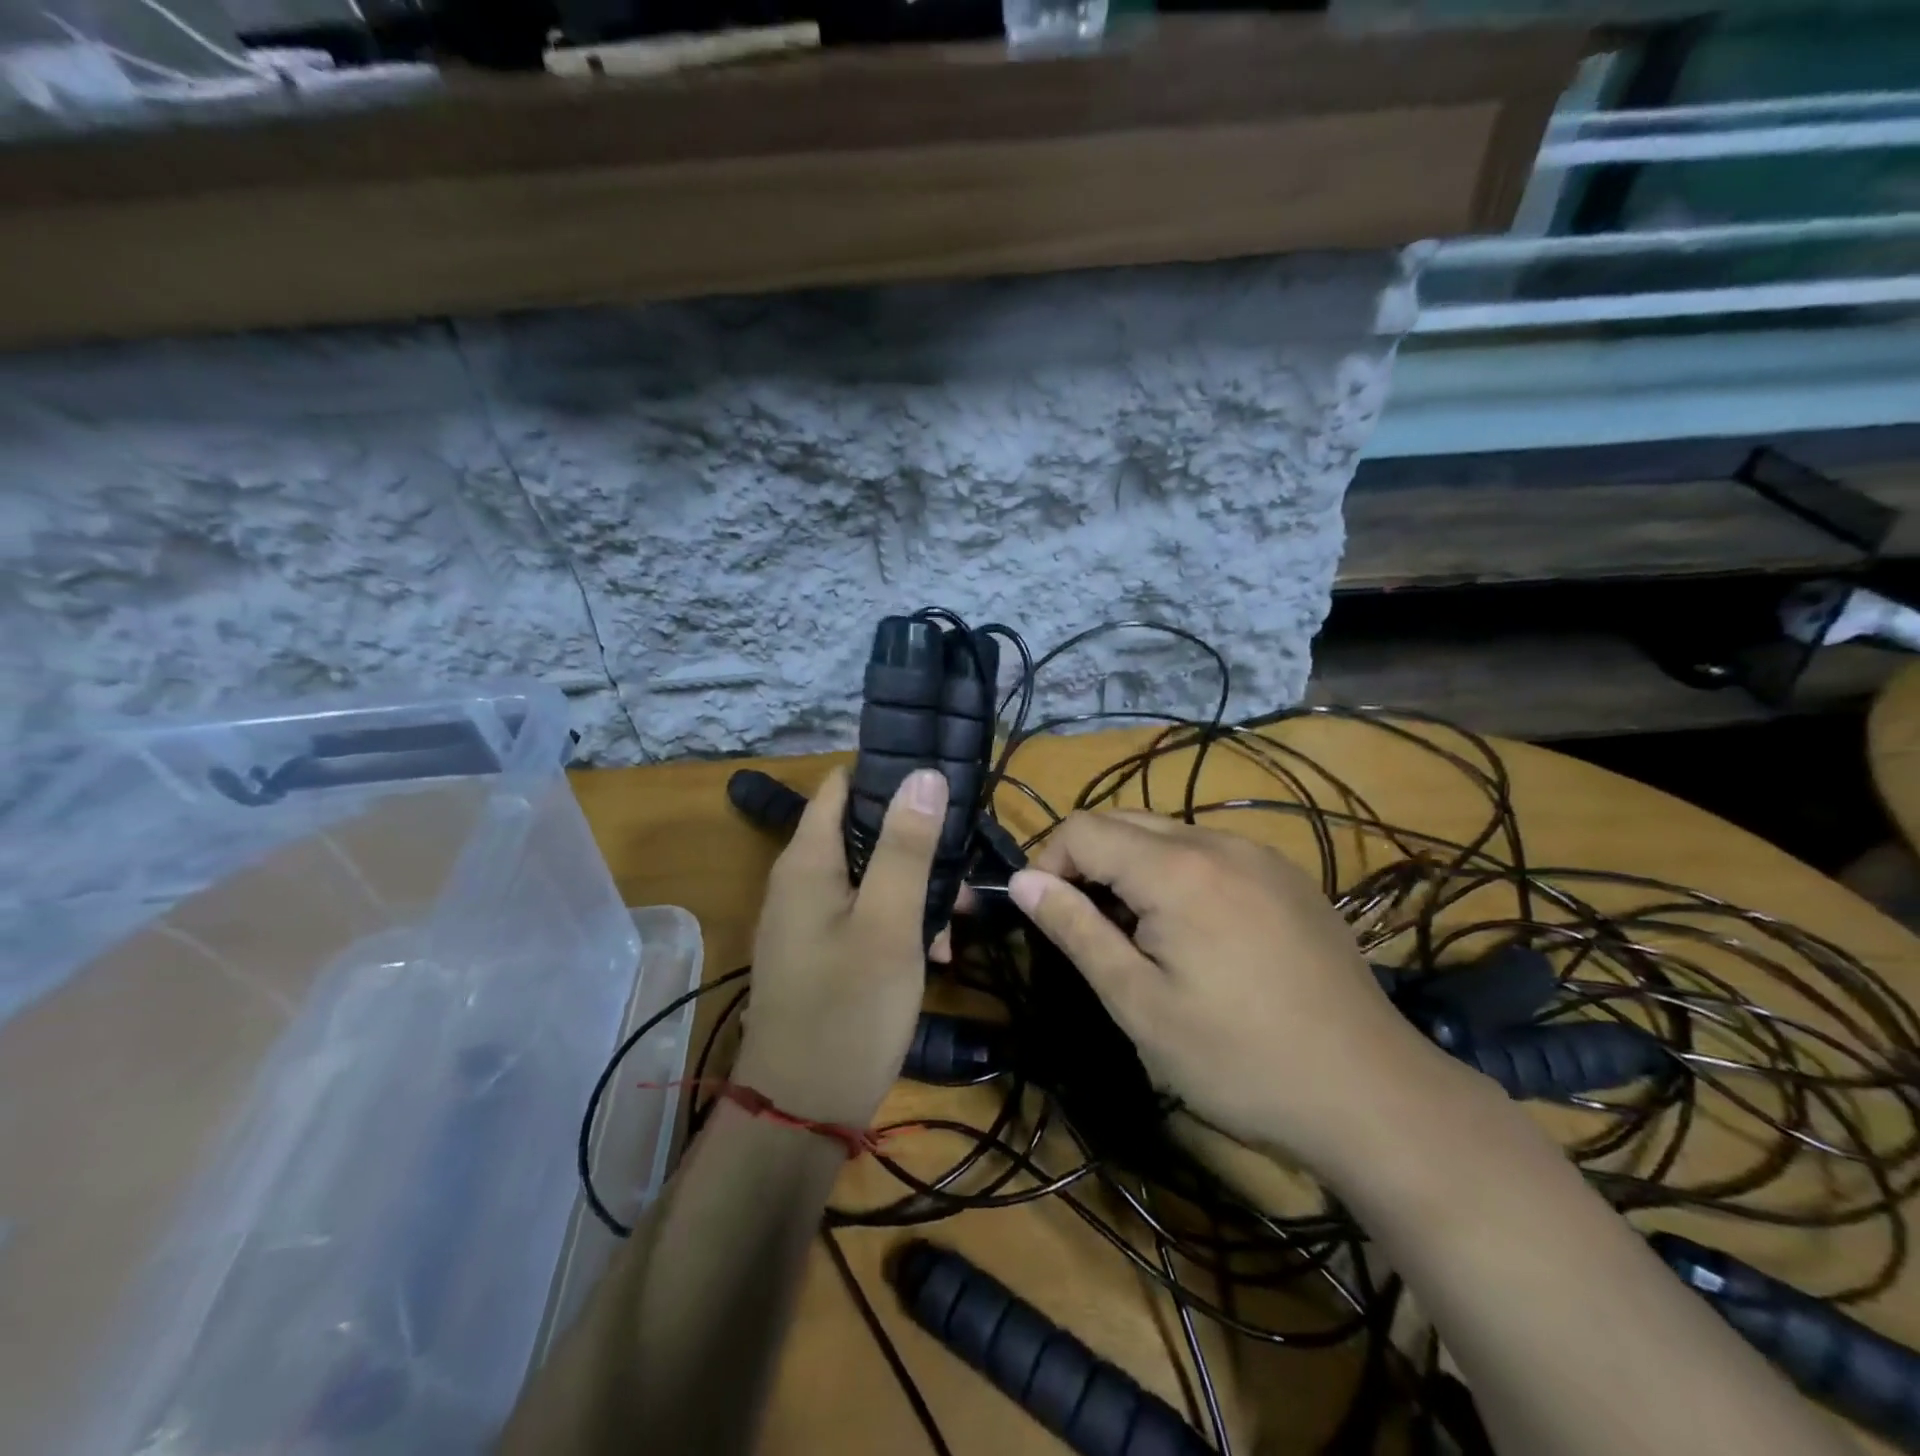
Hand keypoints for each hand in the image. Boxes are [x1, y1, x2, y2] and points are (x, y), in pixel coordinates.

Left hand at [733, 765, 944, 1128]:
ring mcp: (808, 919)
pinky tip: (935, 955)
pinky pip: (864, 915)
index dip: (890, 776)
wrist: (800, 1115)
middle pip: (863, 831)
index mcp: (808, 861)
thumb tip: (924, 774)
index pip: (843, 785)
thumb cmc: (848, 1011)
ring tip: (959, 925)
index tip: (943, 785)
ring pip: (871, 877)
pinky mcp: (820, 952)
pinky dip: (900, 923)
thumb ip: (905, 847)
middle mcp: (800, 880)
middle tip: (964, 868)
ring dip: (916, 890)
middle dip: (916, 844)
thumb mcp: (888, 924)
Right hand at [1008, 812, 1453, 1173]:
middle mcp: (1218, 842)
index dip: (1048, 863)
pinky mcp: (1289, 878)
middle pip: (1125, 821)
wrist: (1371, 1094)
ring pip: (1169, 834)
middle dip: (1087, 862)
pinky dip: (1179, 874)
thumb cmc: (1238, 1058)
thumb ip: (1076, 930)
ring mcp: (1261, 856)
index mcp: (1176, 868)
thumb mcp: (1139, 1003)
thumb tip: (1022, 880)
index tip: (1046, 916)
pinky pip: (1212, 853)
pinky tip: (1197, 934)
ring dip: (1133, 868)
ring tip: (1140, 936)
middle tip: (1088, 929)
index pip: (1083, 829)